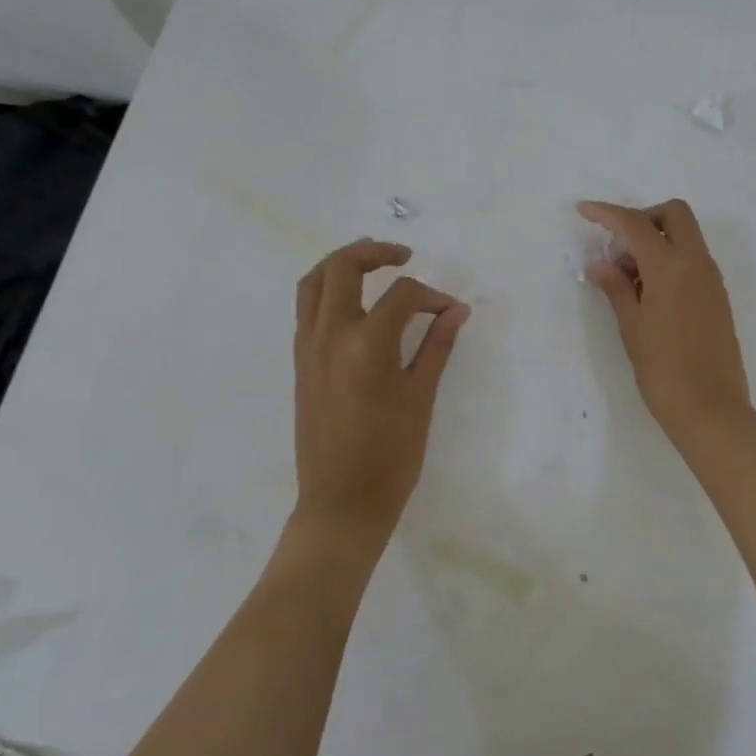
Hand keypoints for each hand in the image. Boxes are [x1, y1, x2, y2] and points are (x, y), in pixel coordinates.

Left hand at [293, 239, 469, 550]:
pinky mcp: (299, 363)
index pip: (402, 295)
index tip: (450, 311)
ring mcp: (307, 348)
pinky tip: (355, 305)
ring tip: (372, 265)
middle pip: (342, 268)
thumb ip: (437, 345)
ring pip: (313, 283)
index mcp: (366, 344)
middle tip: (402, 255)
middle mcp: (329, 336)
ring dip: (341, 264)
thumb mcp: (421, 397)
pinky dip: (328, 292)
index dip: (432, 296)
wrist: (341, 503)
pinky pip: (307, 309)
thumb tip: (456, 309)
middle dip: (374, 252)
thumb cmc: (391, 455)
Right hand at [577, 199, 750, 441]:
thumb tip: (598, 263)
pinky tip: (647, 293)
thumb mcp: (631, 326)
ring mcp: (711, 280)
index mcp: (672, 267)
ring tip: (626, 279)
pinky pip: (692, 261)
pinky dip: (669, 261)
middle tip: (617, 247)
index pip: (636, 225)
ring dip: (656, 241)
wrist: (710, 408)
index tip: (583, 210)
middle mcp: (697, 264)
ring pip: (685, 237)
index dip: (607, 213)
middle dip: (643, 219)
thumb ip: (615, 287)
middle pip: (674, 215)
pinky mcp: (717, 297)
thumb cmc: (663, 369)